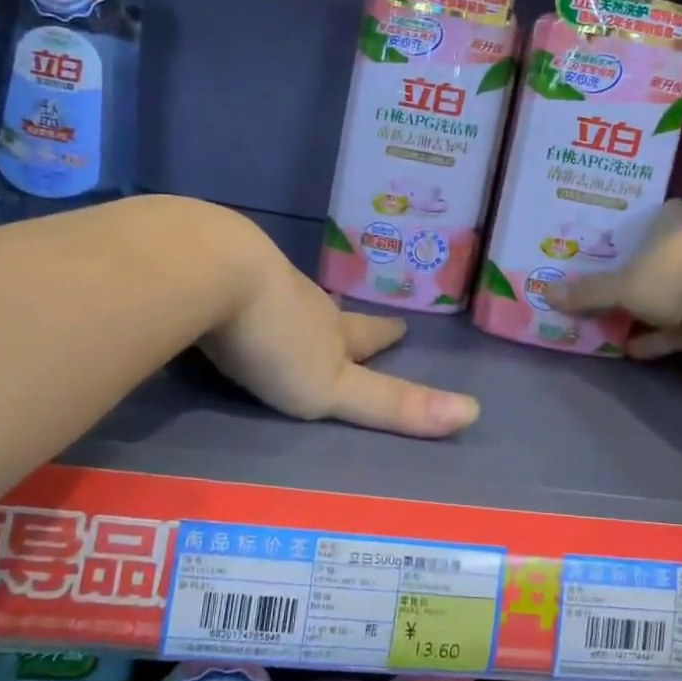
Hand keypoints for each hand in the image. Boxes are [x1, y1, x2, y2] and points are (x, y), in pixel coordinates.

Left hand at [200, 231, 479, 437]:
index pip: (365, 335)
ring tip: (296, 307)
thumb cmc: (276, 337)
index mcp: (327, 329)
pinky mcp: (208, 267)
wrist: (211, 271)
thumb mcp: (333, 387)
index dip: (384, 336)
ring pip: (283, 293)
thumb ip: (392, 404)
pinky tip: (228, 291)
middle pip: (328, 311)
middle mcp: (297, 299)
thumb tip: (473, 414)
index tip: (402, 327)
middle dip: (342, 319)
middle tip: (349, 314)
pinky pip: (232, 279)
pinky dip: (238, 288)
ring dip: (294, 304)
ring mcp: (252, 279)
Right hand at [545, 200, 681, 359]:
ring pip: (671, 294)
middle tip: (603, 291)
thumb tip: (545, 293)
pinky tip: (633, 350)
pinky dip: (660, 337)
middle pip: (658, 259)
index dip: (624, 237)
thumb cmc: (675, 272)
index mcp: (673, 218)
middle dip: (634, 279)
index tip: (602, 252)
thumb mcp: (623, 284)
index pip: (646, 220)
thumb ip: (588, 292)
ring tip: (611, 326)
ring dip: (646, 313)